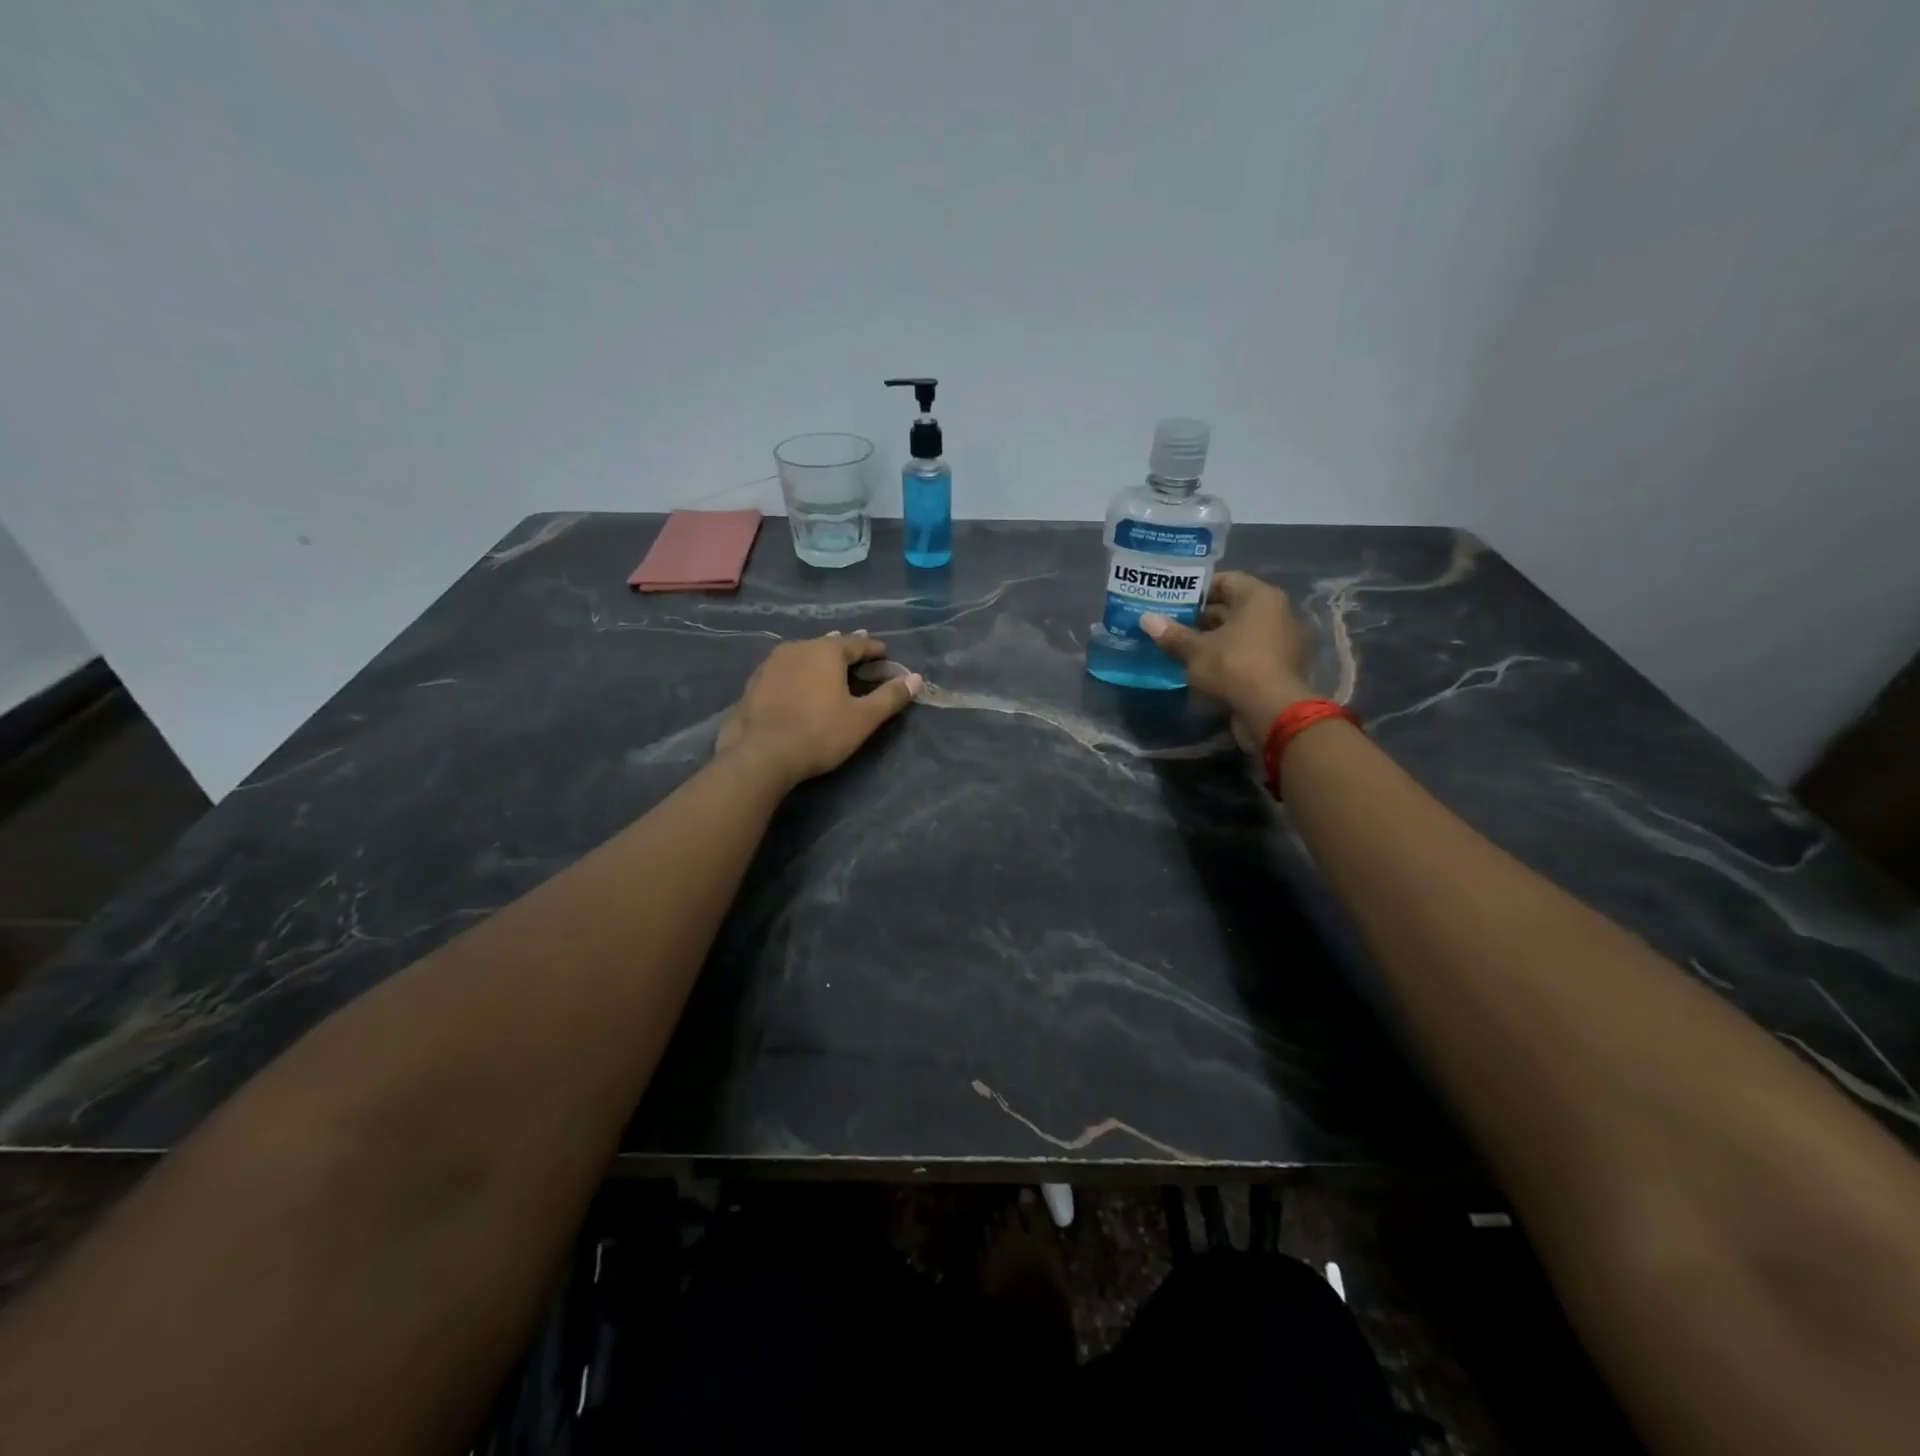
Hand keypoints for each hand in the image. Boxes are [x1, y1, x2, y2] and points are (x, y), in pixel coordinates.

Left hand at [715, 632, 922, 790]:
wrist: (760, 754)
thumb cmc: (819, 733)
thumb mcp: (863, 718)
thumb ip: (890, 697)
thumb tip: (915, 678)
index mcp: (826, 651)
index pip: (856, 643)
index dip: (873, 649)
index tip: (884, 653)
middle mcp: (797, 648)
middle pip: (827, 645)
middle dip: (845, 651)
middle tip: (859, 658)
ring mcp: (770, 664)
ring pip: (802, 656)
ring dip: (818, 662)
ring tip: (829, 671)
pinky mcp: (753, 684)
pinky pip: (784, 672)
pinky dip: (797, 676)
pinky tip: (798, 688)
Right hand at [1141, 572, 1315, 730]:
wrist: (1271, 711)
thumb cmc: (1234, 666)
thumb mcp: (1196, 650)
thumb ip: (1172, 634)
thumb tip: (1146, 619)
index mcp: (1260, 597)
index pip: (1226, 580)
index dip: (1197, 589)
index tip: (1173, 600)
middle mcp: (1275, 613)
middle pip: (1233, 607)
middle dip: (1200, 616)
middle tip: (1170, 623)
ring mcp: (1280, 641)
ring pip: (1238, 632)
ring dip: (1211, 638)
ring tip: (1178, 645)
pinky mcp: (1278, 666)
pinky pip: (1246, 652)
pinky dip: (1225, 656)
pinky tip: (1199, 666)